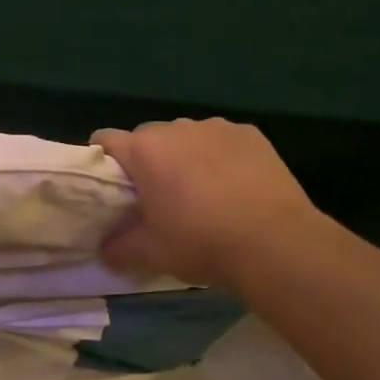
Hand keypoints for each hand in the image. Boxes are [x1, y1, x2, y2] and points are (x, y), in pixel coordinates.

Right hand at [94, 118, 319, 288]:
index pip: (104, 139)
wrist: (276, 243)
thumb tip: (103, 250)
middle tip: (159, 198)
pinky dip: (220, 157)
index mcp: (143, 150)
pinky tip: (235, 186)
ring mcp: (215, 127)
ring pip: (186, 137)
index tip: (112, 188)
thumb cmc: (201, 242)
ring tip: (202, 193)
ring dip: (185, 157)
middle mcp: (175, 128)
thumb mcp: (151, 252)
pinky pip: (222, 141)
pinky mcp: (250, 134)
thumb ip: (118, 246)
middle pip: (147, 138)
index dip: (102, 161)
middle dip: (148, 162)